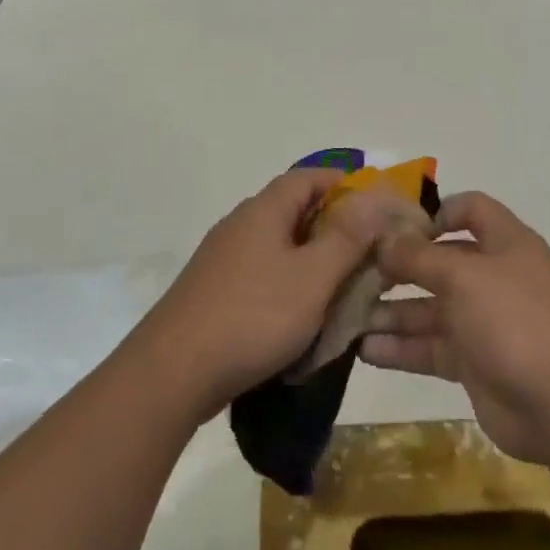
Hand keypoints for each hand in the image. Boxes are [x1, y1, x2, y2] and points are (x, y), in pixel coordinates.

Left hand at [132, 170, 391, 422]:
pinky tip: (302, 315)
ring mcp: (223, 259)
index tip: (376, 208)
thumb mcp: (312, 277)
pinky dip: (289, 284)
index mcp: (264, 210)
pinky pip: (262, 274)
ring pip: (279, 245)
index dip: (344, 184)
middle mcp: (241, 224)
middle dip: (334, 227)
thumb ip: (346, 238)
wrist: (173, 373)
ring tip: (342, 287)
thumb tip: (372, 197)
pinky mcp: (214, 291)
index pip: (309, 177)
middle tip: (368, 253)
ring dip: (312, 259)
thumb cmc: (253, 316)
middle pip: (294, 210)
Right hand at [361, 191, 549, 462]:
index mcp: (504, 243)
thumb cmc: (515, 320)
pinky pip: (430, 347)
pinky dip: (400, 348)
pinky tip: (363, 351)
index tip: (394, 227)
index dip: (435, 212)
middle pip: (439, 261)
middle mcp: (493, 276)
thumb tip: (384, 237)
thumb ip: (419, 256)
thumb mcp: (463, 276)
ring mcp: (483, 321)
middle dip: (397, 267)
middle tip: (352, 273)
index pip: (470, 209)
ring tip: (346, 315)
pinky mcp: (474, 363)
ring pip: (429, 308)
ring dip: (390, 311)